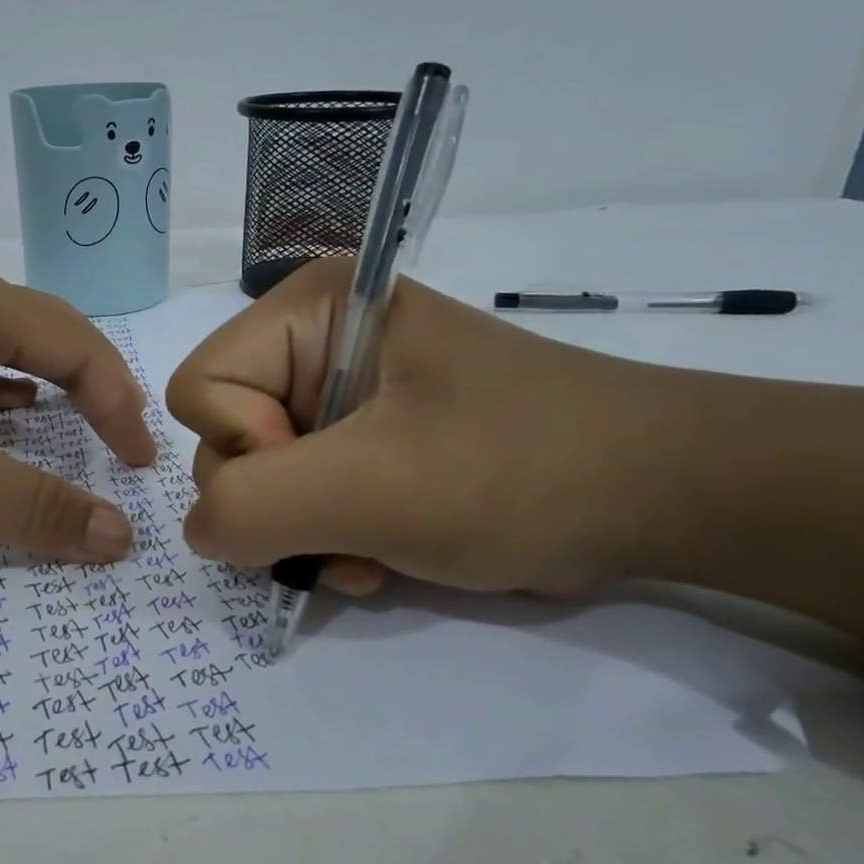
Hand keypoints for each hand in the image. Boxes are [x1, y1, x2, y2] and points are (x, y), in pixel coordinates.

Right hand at [164, 257, 669, 595]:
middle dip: (279, 502)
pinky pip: (301, 490)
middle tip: (352, 529)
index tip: (327, 479)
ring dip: (305, 530)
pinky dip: (328, 534)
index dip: (245, 449)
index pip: (201, 387)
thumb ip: (253, 505)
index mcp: (308, 309)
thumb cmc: (519, 470)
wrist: (662, 494)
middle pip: (225, 434)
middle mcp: (313, 340)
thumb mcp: (374, 488)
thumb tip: (202, 530)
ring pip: (259, 474)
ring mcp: (337, 390)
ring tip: (373, 551)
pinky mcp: (364, 435)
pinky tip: (381, 553)